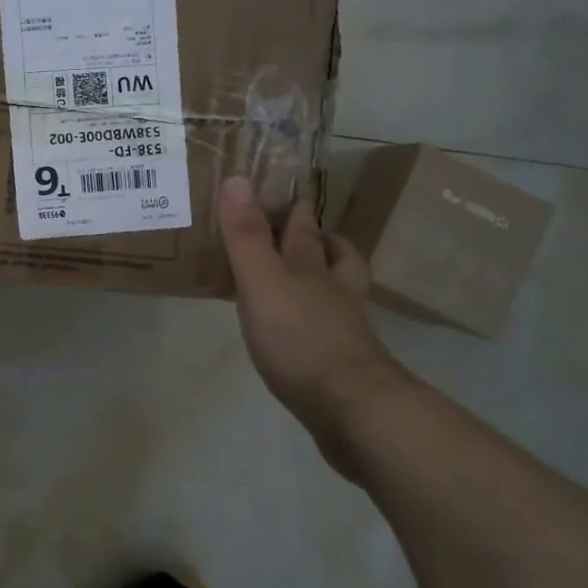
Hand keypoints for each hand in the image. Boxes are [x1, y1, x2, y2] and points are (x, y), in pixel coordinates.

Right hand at [217, 175, 407, 464]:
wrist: (351, 409)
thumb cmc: (300, 338)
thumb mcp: (263, 281)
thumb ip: (246, 236)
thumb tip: (237, 178)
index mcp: (312, 269)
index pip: (307, 231)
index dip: (299, 210)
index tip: (295, 193)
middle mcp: (334, 294)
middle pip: (336, 258)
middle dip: (324, 240)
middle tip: (312, 229)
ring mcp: (344, 331)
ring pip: (340, 294)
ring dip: (329, 280)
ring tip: (314, 276)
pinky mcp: (343, 366)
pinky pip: (332, 332)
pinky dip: (322, 323)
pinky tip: (307, 333)